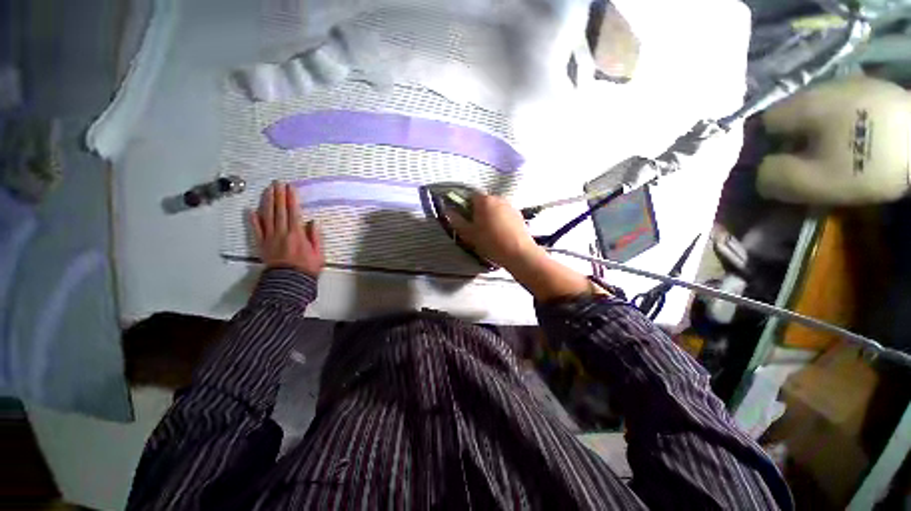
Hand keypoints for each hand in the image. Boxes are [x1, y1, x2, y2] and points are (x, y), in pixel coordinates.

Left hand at [250, 181, 323, 276]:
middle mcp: (282, 233)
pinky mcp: (262, 245)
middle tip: (277, 183)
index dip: (291, 199)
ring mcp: (270, 238)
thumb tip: (314, 222)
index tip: (290, 188)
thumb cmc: (307, 268)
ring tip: (267, 190)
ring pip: (267, 217)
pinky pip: (256, 230)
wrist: (289, 283)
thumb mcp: (319, 253)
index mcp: (297, 234)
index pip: (294, 212)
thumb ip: (316, 237)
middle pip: (279, 211)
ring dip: (267, 202)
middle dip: (279, 196)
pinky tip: (251, 210)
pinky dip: (253, 220)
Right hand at [447, 193, 544, 270]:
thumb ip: (456, 220)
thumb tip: (448, 210)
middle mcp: (498, 198)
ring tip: (490, 232)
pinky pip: (504, 213)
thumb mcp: (468, 233)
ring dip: (490, 215)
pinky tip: (501, 233)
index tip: (466, 220)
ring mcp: (510, 205)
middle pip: (483, 201)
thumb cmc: (490, 241)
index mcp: (484, 200)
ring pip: (495, 207)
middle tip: (477, 228)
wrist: (518, 252)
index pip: (470, 196)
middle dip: (478, 211)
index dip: (465, 207)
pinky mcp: (519, 214)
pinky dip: (500, 219)